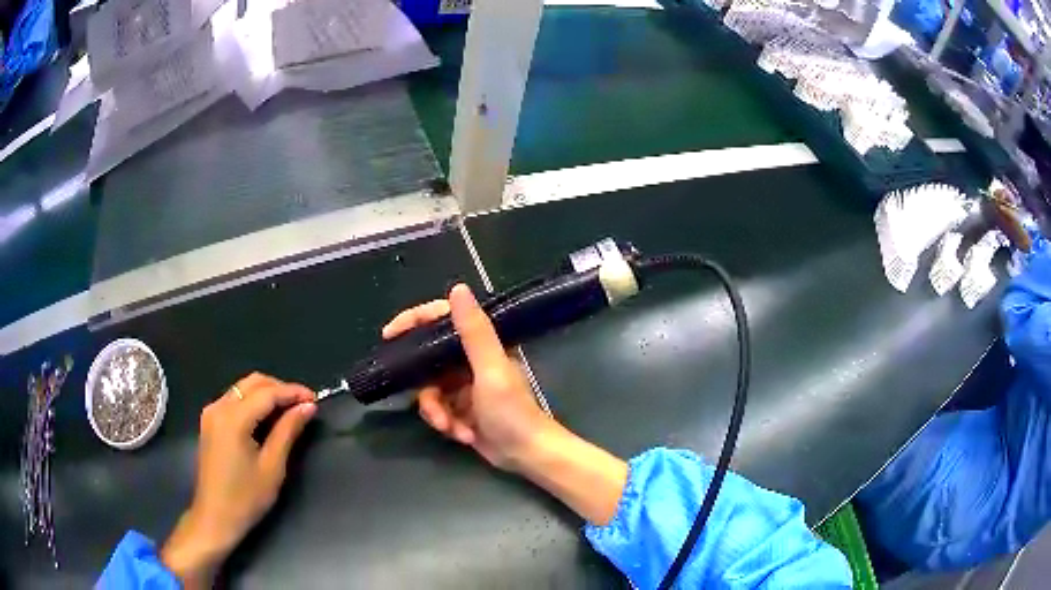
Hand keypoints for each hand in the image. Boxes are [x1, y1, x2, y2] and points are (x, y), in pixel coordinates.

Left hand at [161, 374, 315, 586]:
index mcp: (233, 418)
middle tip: (303, 404)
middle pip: (253, 382)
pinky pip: (234, 400)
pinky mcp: (210, 422)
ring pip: (243, 389)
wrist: (215, 517)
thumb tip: (307, 407)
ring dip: (267, 394)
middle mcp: (219, 407)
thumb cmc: (246, 498)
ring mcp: (211, 413)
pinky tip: (268, 419)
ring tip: (289, 411)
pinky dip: (253, 402)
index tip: (315, 398)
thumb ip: (288, 431)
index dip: (293, 392)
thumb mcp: (272, 467)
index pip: (267, 392)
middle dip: (280, 388)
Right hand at [383, 284, 554, 470]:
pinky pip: (437, 409)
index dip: (413, 321)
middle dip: (427, 391)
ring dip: (437, 412)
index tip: (389, 334)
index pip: (441, 319)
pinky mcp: (460, 408)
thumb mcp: (490, 370)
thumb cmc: (512, 411)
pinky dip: (445, 423)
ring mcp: (463, 385)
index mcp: (481, 344)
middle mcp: (470, 360)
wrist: (525, 454)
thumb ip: (473, 332)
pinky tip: (462, 435)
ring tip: (451, 427)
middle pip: (428, 363)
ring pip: (429, 390)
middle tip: (430, 407)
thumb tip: (458, 288)